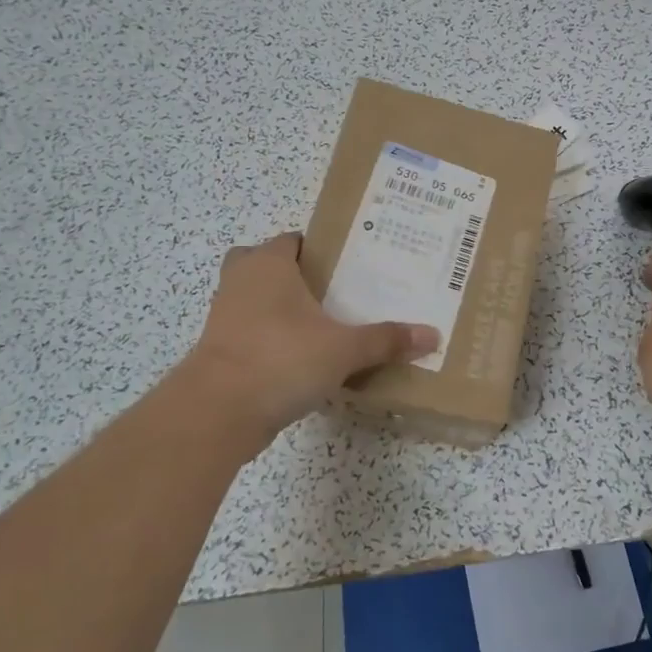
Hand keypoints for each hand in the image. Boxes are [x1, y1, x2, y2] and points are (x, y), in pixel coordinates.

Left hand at [182, 233, 438, 436]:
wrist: (218, 411)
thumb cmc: (281, 359)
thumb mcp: (344, 349)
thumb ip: (386, 340)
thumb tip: (433, 335)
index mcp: (268, 263)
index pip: (293, 240)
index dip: (320, 248)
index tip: (349, 265)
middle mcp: (241, 280)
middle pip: (266, 265)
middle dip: (294, 276)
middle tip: (332, 293)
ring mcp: (224, 316)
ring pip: (255, 300)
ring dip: (280, 309)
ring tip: (323, 327)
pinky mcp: (219, 350)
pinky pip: (250, 333)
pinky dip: (270, 340)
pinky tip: (301, 360)